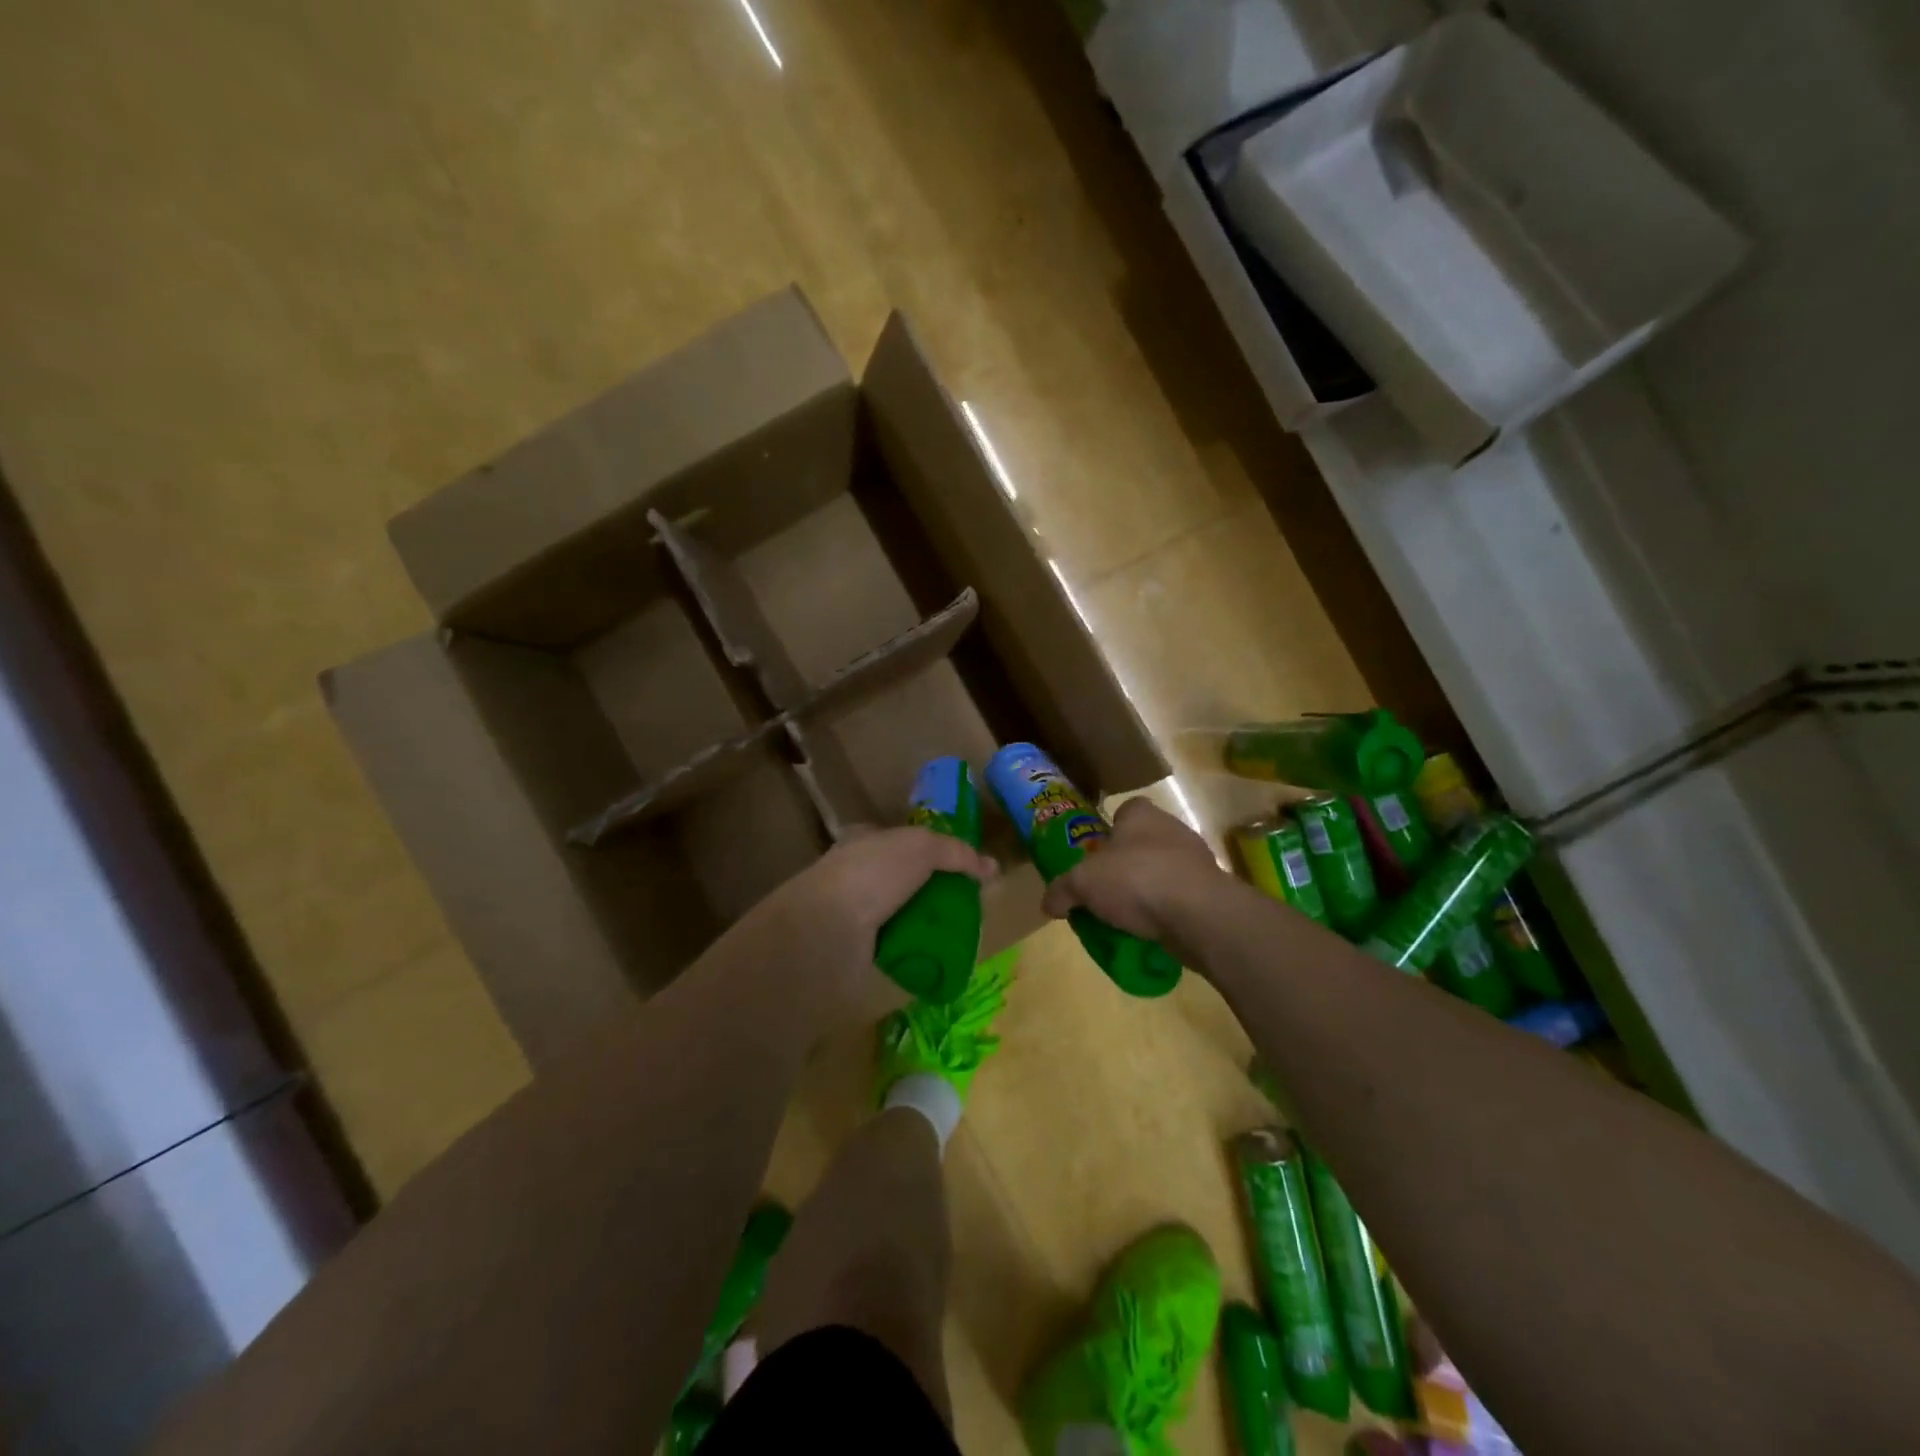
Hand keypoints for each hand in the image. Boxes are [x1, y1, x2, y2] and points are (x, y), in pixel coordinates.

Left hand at [750, 825, 996, 1028]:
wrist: (826, 931)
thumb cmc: (871, 874)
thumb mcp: (921, 847)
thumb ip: (956, 852)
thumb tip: (991, 868)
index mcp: (863, 841)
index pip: (901, 840)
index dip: (932, 849)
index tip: (962, 866)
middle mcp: (856, 874)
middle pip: (905, 878)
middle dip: (935, 889)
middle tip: (969, 902)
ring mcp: (853, 914)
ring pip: (902, 913)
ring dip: (928, 922)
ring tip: (963, 932)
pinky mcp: (856, 950)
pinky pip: (897, 946)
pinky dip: (917, 950)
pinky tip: (940, 956)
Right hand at [1039, 797, 1221, 950]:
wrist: (1197, 914)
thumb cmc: (1135, 879)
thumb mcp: (1082, 883)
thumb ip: (1062, 890)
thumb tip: (1048, 903)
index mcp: (1141, 814)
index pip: (1124, 811)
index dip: (1108, 831)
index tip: (1094, 855)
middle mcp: (1171, 828)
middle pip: (1141, 843)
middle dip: (1124, 865)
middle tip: (1103, 891)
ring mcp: (1195, 859)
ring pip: (1162, 871)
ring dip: (1145, 890)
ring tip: (1124, 917)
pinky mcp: (1209, 891)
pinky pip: (1178, 898)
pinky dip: (1164, 912)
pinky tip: (1149, 931)